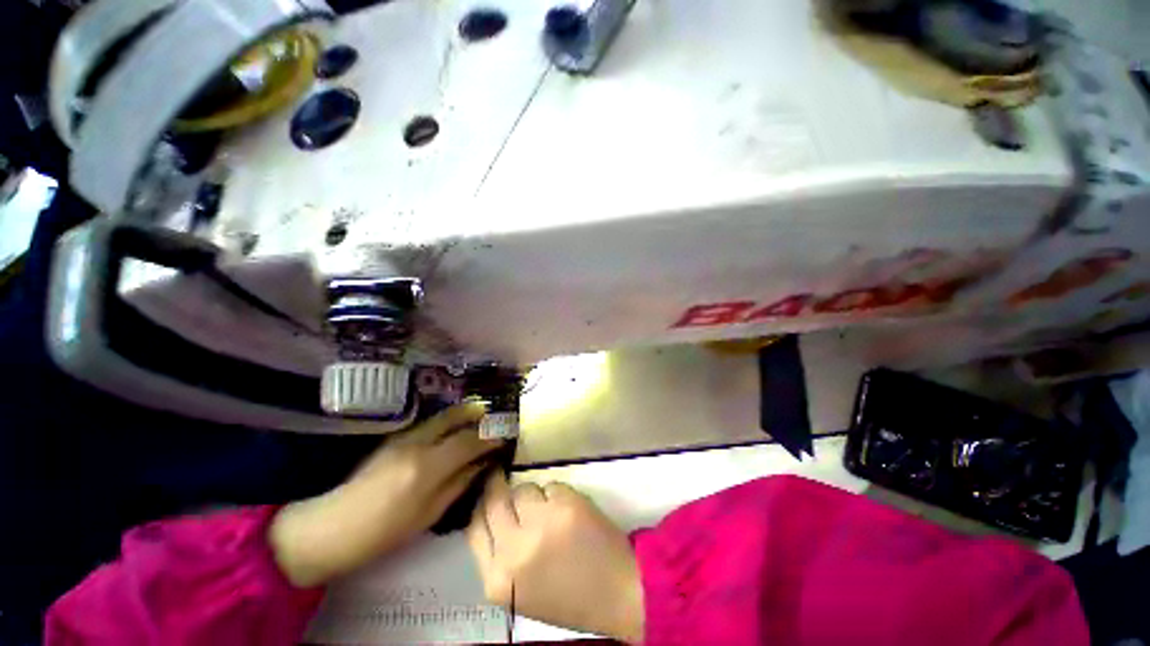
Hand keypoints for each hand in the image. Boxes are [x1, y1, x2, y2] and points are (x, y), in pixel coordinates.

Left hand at [270, 401, 503, 586]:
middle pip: (456, 416)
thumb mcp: (429, 514)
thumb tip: (484, 463)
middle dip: (478, 415)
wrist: (330, 527)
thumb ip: (460, 483)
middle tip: (493, 419)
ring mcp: (403, 436)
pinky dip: (448, 422)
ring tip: (479, 420)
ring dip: (464, 415)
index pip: (469, 440)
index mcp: (427, 467)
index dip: (490, 437)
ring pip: (443, 415)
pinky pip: (430, 423)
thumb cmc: (383, 531)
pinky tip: (453, 431)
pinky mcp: (394, 437)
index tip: (504, 437)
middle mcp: (417, 443)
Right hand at [466, 472, 643, 642]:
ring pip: (524, 488)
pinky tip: (567, 512)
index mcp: (497, 580)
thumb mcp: (518, 590)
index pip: (474, 527)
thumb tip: (490, 513)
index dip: (480, 504)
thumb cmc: (566, 596)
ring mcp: (541, 524)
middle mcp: (514, 550)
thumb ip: (499, 555)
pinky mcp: (566, 505)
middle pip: (494, 501)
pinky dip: (556, 494)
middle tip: (500, 477)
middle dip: (497, 486)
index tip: (486, 493)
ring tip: (547, 510)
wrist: (616, 593)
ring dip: (532, 494)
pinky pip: (551, 485)